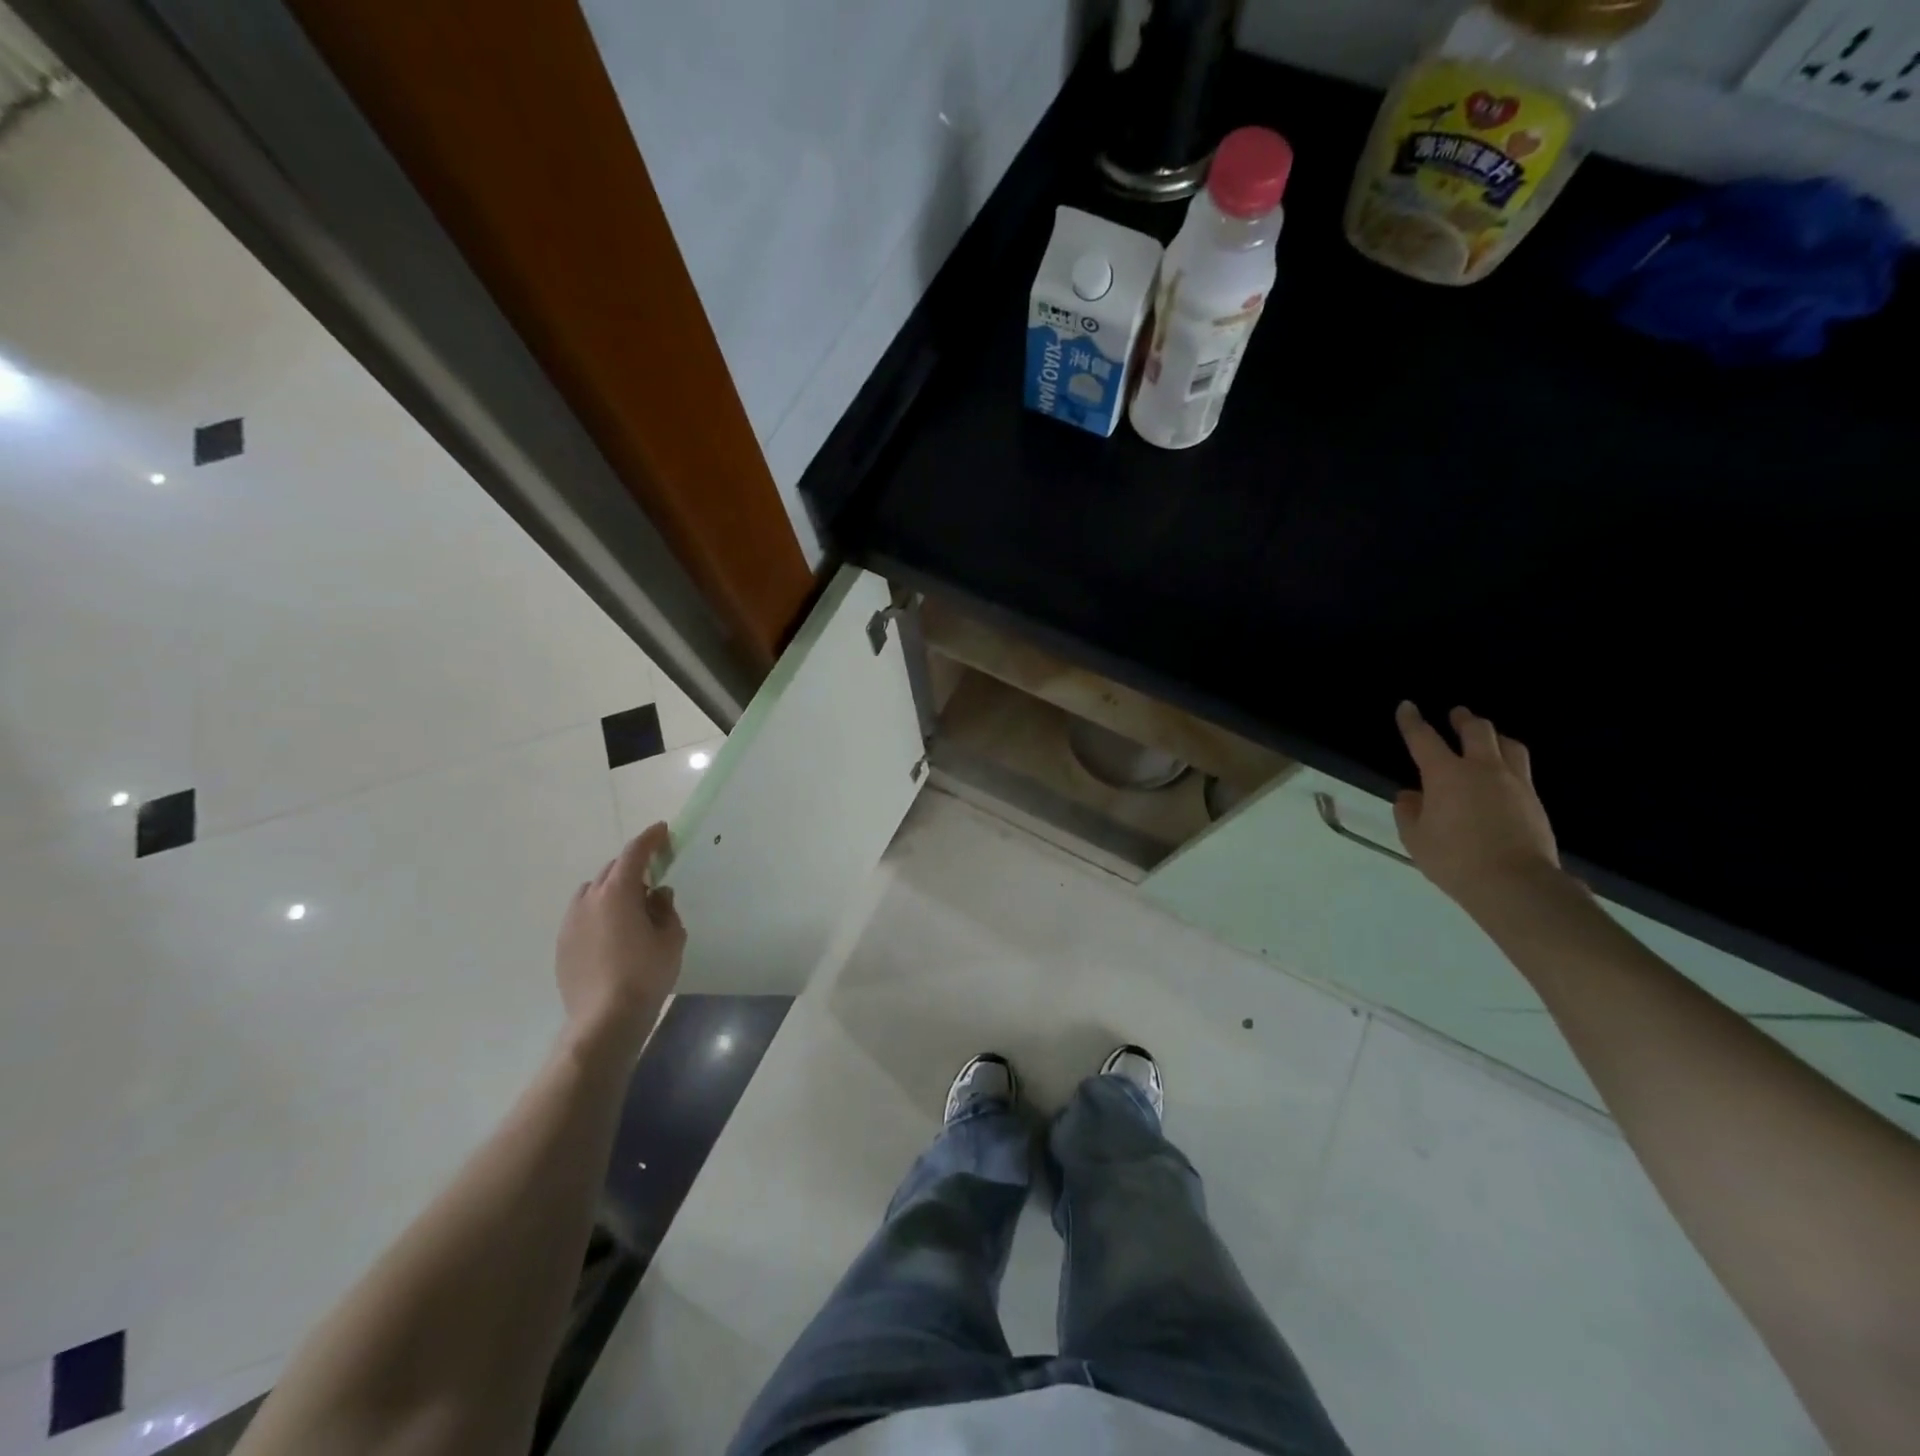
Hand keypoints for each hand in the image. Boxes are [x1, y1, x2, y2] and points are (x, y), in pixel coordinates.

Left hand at [555, 823, 686, 1059]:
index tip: (663, 831)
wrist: (604, 1020)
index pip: (634, 853)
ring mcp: (571, 922)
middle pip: (612, 870)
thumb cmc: (646, 974)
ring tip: (632, 909)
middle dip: (633, 867)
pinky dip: (599, 913)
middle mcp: (589, 900)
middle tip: (654, 877)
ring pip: (593, 892)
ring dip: (613, 890)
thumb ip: (666, 909)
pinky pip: (583, 916)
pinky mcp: (562, 945)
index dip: (650, 839)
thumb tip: (657, 895)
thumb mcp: (671, 938)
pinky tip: (614, 935)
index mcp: (617, 892)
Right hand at [1393, 701, 1561, 916]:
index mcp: (1446, 774)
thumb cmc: (1454, 859)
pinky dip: (1509, 762)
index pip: (1424, 738)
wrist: (1515, 884)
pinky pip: (1522, 769)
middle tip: (1457, 715)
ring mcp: (1515, 783)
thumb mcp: (1415, 838)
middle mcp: (1482, 769)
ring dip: (1494, 737)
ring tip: (1488, 739)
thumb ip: (1408, 812)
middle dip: (1463, 719)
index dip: (1412, 721)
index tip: (1407, 707)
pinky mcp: (1535, 801)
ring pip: (1508, 745)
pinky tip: (1503, 775)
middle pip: (1477, 731)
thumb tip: (1411, 795)